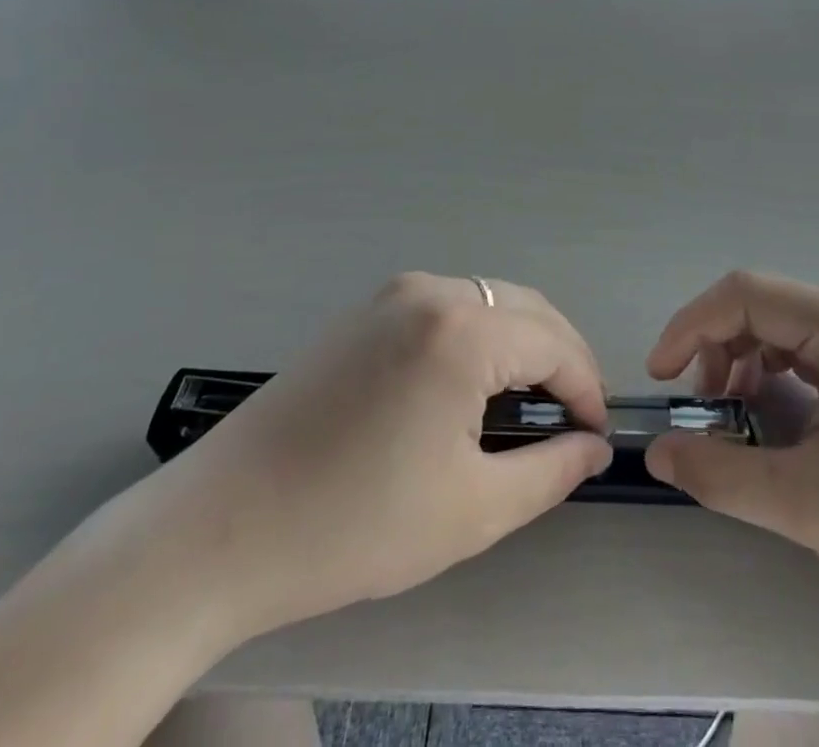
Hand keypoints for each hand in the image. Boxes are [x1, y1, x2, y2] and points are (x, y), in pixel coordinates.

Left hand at [144, 273, 611, 645]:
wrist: (222, 527)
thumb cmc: (355, 523)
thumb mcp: (471, 509)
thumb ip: (550, 471)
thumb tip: (594, 447)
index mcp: (461, 331)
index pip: (554, 344)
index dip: (585, 388)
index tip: (596, 435)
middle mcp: (430, 291)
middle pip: (525, 309)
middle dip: (560, 358)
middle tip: (571, 418)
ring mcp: (392, 294)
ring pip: (487, 302)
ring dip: (521, 343)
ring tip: (527, 404)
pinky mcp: (364, 310)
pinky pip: (446, 307)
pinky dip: (478, 336)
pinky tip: (471, 385)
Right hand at [644, 272, 818, 695]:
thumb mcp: (810, 504)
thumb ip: (722, 474)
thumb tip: (656, 452)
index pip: (746, 295)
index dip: (692, 326)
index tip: (661, 377)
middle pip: (761, 307)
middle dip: (716, 347)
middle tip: (700, 407)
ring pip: (779, 329)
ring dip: (740, 362)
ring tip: (731, 416)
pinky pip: (803, 354)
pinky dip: (768, 376)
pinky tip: (767, 418)